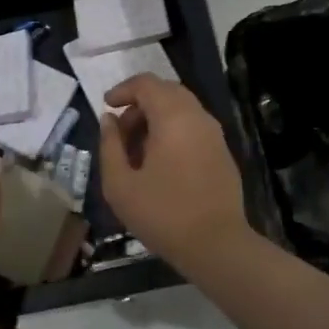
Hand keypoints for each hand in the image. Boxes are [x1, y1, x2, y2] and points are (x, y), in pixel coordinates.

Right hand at [98, 75, 248, 269]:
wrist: (217, 245)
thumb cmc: (163, 214)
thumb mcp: (120, 185)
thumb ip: (110, 146)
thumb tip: (109, 120)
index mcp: (173, 116)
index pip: (146, 83)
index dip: (123, 90)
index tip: (106, 107)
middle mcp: (197, 116)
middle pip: (165, 91)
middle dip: (139, 104)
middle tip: (121, 132)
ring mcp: (214, 133)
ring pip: (181, 108)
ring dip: (156, 118)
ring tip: (138, 151)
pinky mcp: (222, 151)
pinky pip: (193, 125)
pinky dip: (173, 130)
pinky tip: (161, 162)